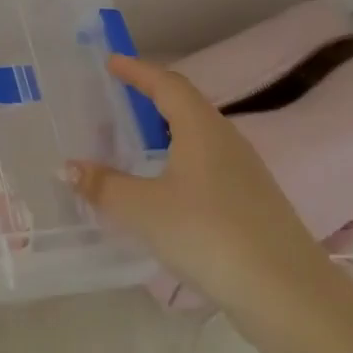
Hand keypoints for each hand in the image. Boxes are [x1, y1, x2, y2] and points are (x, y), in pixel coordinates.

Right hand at [66, 55, 316, 306]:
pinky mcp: (252, 203)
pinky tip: (165, 188)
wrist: (285, 292)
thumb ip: (103, 186)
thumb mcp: (142, 209)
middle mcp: (227, 142)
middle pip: (187, 107)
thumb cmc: (207, 234)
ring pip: (198, 139)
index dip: (138, 70)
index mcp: (202, 130)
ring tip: (136, 142)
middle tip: (119, 100)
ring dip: (166, 133)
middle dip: (151, 99)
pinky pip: (207, 166)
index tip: (112, 61)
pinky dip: (179, 163)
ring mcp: (245, 173)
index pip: (167, 85)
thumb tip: (67, 167)